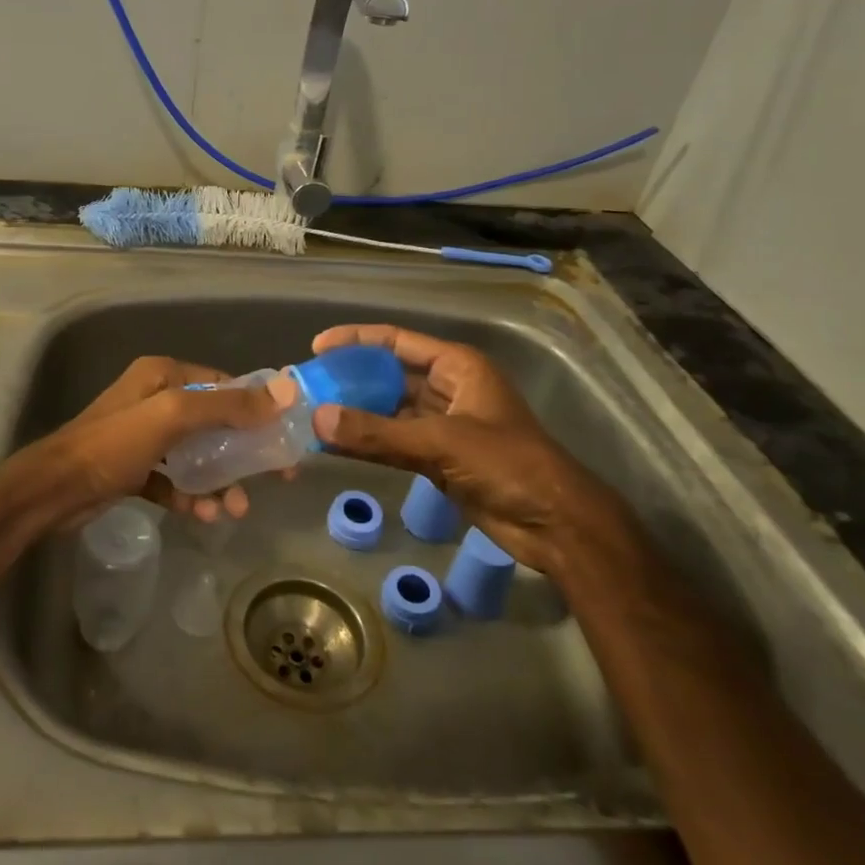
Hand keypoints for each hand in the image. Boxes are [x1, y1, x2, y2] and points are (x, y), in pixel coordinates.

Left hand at [38, 356, 280, 526]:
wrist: (54, 491)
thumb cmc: (114, 445)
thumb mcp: (173, 417)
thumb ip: (227, 405)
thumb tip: (285, 391)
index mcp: (164, 375)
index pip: (224, 385)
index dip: (257, 410)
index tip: (285, 438)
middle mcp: (156, 399)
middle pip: (215, 422)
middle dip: (243, 452)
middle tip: (275, 478)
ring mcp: (145, 436)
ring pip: (197, 455)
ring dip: (219, 480)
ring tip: (234, 510)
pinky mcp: (136, 469)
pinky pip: (174, 479)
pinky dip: (190, 495)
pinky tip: (202, 515)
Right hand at [308, 325, 621, 570]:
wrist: (555, 524)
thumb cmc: (507, 465)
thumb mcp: (440, 442)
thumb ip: (377, 433)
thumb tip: (317, 420)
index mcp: (457, 367)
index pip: (397, 342)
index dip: (356, 340)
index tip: (317, 347)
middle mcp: (449, 388)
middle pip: (390, 375)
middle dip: (351, 379)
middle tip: (309, 385)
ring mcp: (444, 425)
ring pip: (389, 411)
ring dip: (356, 414)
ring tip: (312, 414)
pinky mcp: (439, 457)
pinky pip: (394, 442)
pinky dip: (368, 444)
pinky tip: (335, 446)